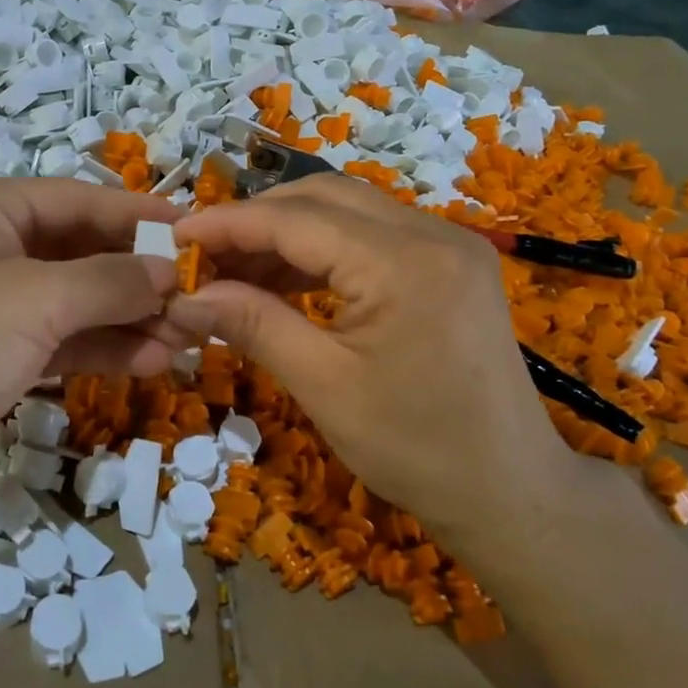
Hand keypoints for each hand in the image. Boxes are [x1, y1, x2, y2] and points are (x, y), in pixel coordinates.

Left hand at [0, 179, 188, 531]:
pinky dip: (105, 347)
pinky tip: (152, 361)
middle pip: (80, 250)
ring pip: (77, 300)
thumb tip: (170, 271)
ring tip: (186, 337)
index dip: (137, 214)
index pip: (77, 198)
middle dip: (138, 275)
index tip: (195, 229)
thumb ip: (112, 280)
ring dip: (129, 316)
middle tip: (197, 295)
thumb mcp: (37, 299)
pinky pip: (64, 339)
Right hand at [168, 176, 623, 571]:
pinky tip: (286, 280)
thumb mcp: (324, 387)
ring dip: (288, 231)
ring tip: (236, 271)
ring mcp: (449, 242)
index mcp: (404, 263)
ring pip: (347, 208)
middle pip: (323, 196)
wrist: (511, 491)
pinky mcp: (451, 261)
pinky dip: (323, 248)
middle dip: (257, 219)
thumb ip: (254, 325)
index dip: (229, 223)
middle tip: (205, 256)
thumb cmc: (417, 449)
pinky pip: (372, 233)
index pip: (296, 219)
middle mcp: (433, 232)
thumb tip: (186, 296)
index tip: (175, 235)